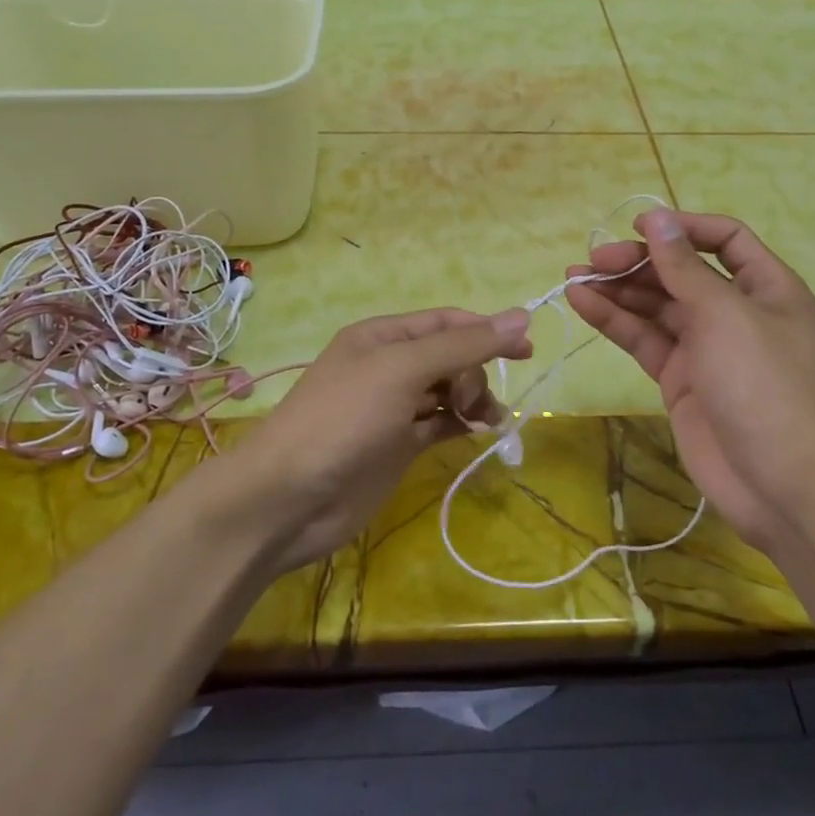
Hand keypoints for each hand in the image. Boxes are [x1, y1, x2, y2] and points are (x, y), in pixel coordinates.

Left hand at [225, 308, 533, 573]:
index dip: (486, 330)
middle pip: (451, 356)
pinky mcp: (398, 446)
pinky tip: (479, 431)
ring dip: (473, 399)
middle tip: (471, 401)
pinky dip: (463, 424)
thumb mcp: (403, 370)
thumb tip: (521, 316)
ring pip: (449, 391)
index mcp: (382, 336)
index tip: (526, 349)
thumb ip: (463, 345)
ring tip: (486, 420)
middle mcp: (388, 366)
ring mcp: (393, 408)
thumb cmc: (343, 420)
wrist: (288, 499)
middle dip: (473, 372)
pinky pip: (441, 424)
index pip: (446, 322)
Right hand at [566, 210, 814, 552]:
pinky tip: (583, 304)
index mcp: (766, 288)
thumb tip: (656, 219)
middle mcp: (736, 312)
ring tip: (574, 278)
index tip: (637, 228)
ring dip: (618, 290)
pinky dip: (616, 322)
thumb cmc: (764, 385)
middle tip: (594, 261)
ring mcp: (707, 348)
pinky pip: (645, 340)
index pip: (724, 239)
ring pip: (657, 307)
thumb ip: (684, 268)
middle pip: (682, 272)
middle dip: (639, 262)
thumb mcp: (725, 315)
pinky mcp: (681, 380)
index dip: (682, 228)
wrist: (783, 485)